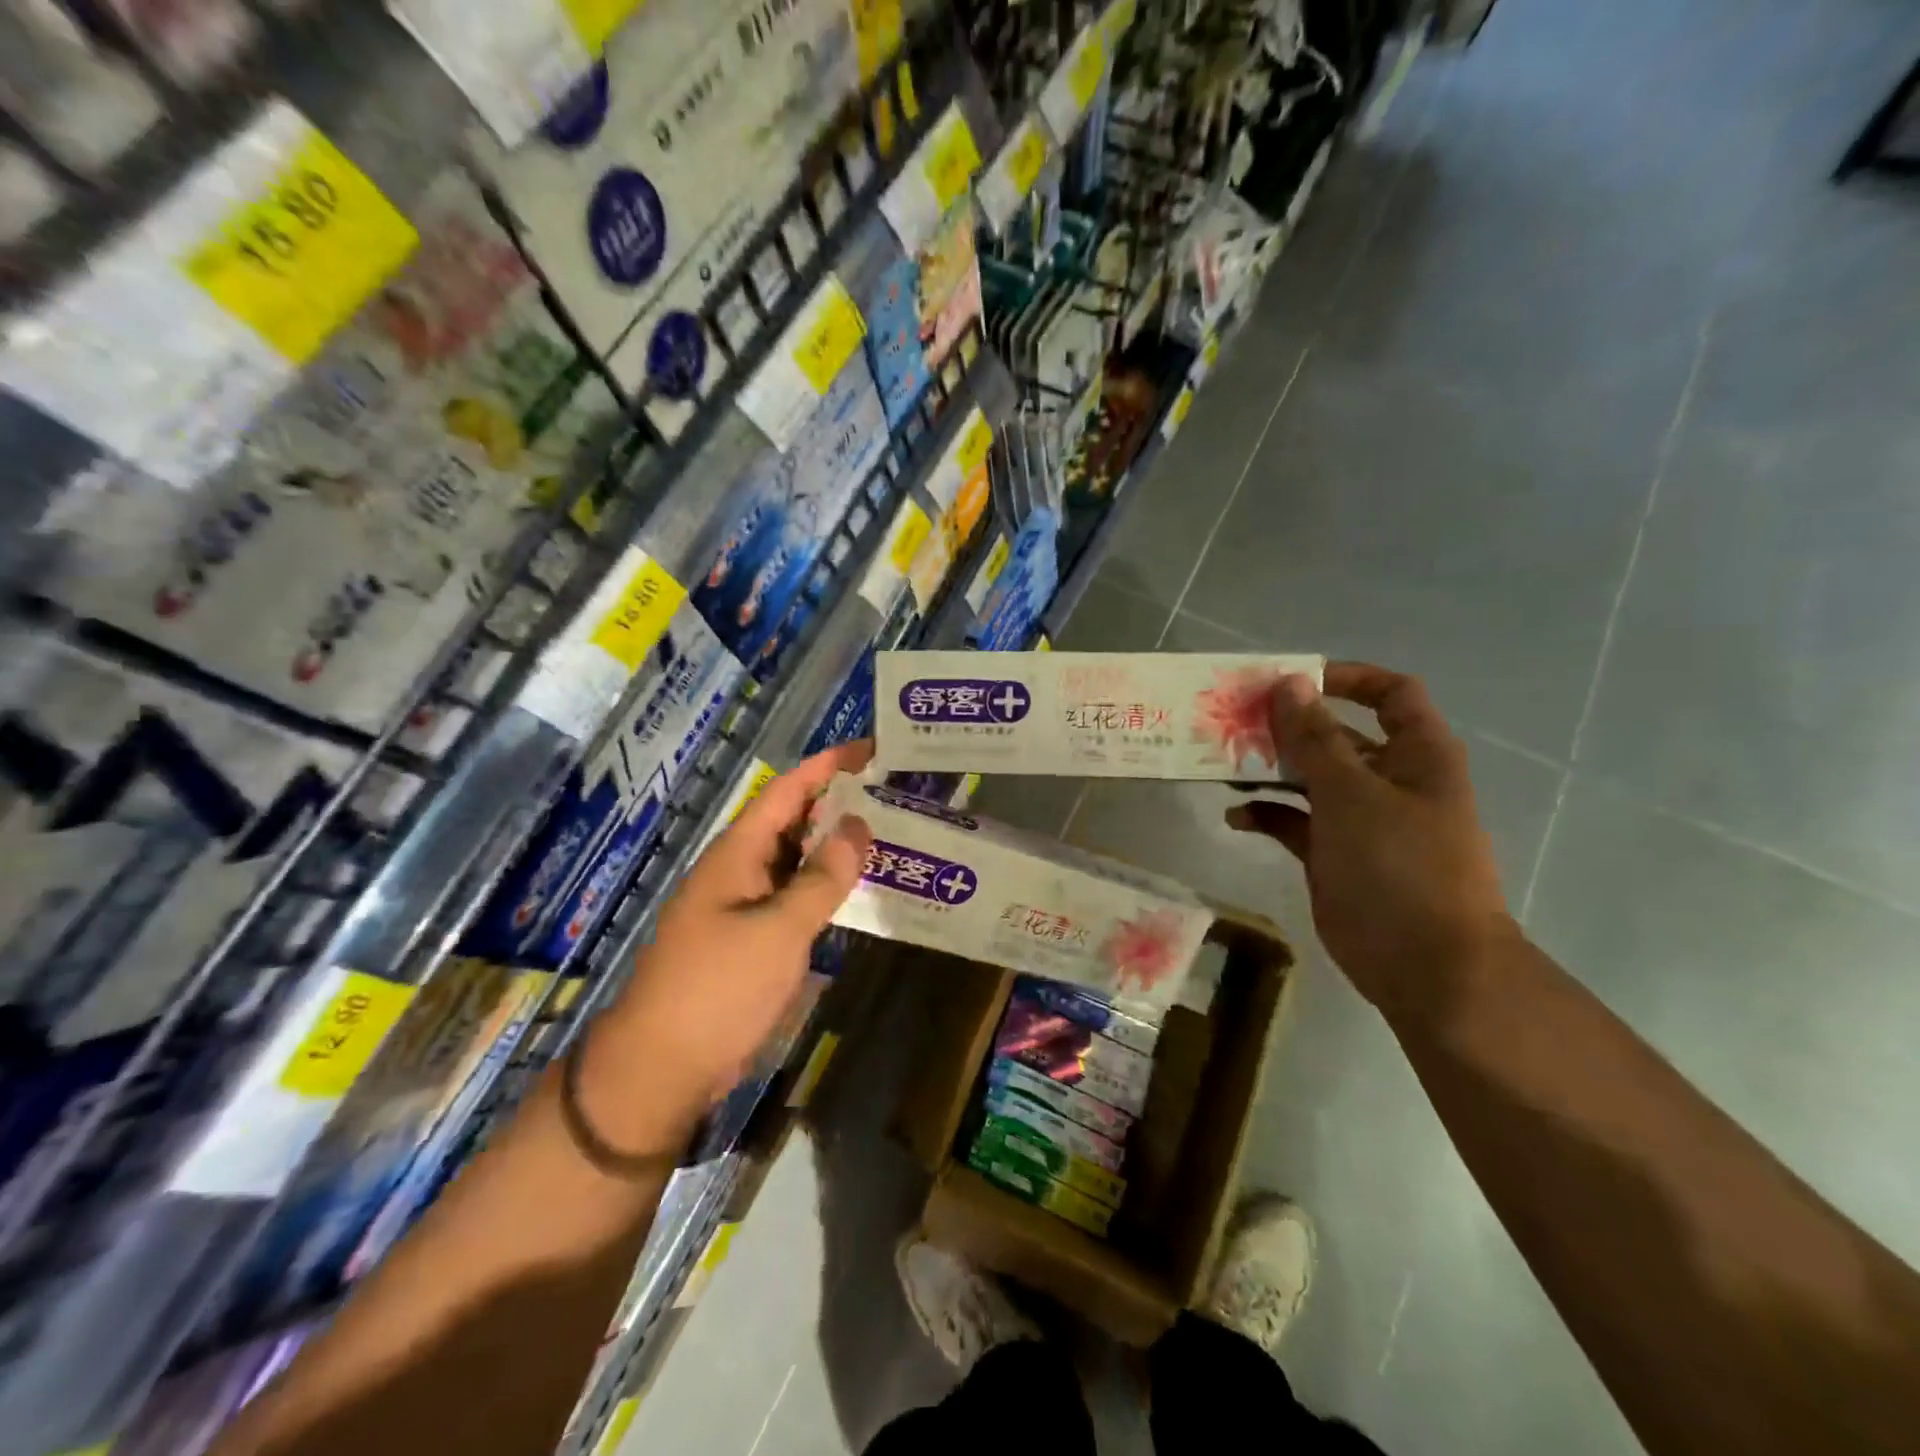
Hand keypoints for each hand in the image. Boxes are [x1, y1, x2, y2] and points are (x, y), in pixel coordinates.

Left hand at [587, 741, 873, 1141]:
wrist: (662, 1067)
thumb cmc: (718, 988)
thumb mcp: (779, 930)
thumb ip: (822, 878)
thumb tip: (859, 825)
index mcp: (738, 853)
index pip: (788, 791)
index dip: (827, 766)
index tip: (872, 750)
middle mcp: (740, 869)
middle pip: (794, 821)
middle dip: (839, 803)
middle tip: (894, 793)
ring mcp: (744, 905)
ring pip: (796, 861)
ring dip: (835, 846)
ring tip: (887, 832)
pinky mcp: (751, 938)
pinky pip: (794, 897)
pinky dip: (825, 887)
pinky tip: (858, 890)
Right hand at [1226, 663, 1516, 1020]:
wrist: (1426, 965)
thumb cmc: (1400, 866)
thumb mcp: (1352, 793)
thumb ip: (1315, 738)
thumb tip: (1288, 683)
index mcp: (1415, 755)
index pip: (1389, 694)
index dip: (1345, 678)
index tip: (1291, 680)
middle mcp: (1389, 780)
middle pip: (1337, 735)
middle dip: (1288, 726)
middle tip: (1233, 721)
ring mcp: (1360, 820)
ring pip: (1309, 778)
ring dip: (1269, 769)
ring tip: (1222, 764)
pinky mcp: (1333, 855)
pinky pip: (1294, 821)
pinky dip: (1267, 814)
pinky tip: (1235, 817)